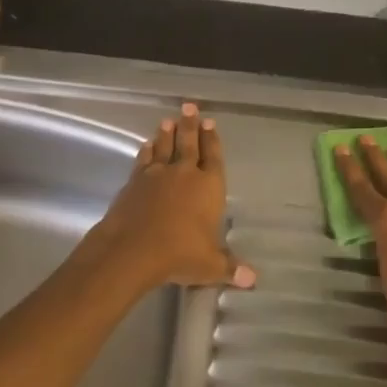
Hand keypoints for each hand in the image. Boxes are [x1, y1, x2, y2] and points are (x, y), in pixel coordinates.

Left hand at [76, 103, 256, 295]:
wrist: (133, 249)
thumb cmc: (179, 254)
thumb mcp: (210, 265)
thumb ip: (230, 267)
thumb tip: (253, 280)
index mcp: (208, 186)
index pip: (213, 157)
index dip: (212, 139)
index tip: (210, 122)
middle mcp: (184, 174)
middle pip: (189, 144)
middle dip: (191, 125)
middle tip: (189, 106)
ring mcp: (157, 175)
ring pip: (164, 147)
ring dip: (167, 134)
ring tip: (168, 120)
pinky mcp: (134, 182)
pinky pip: (143, 161)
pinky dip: (146, 152)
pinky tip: (146, 145)